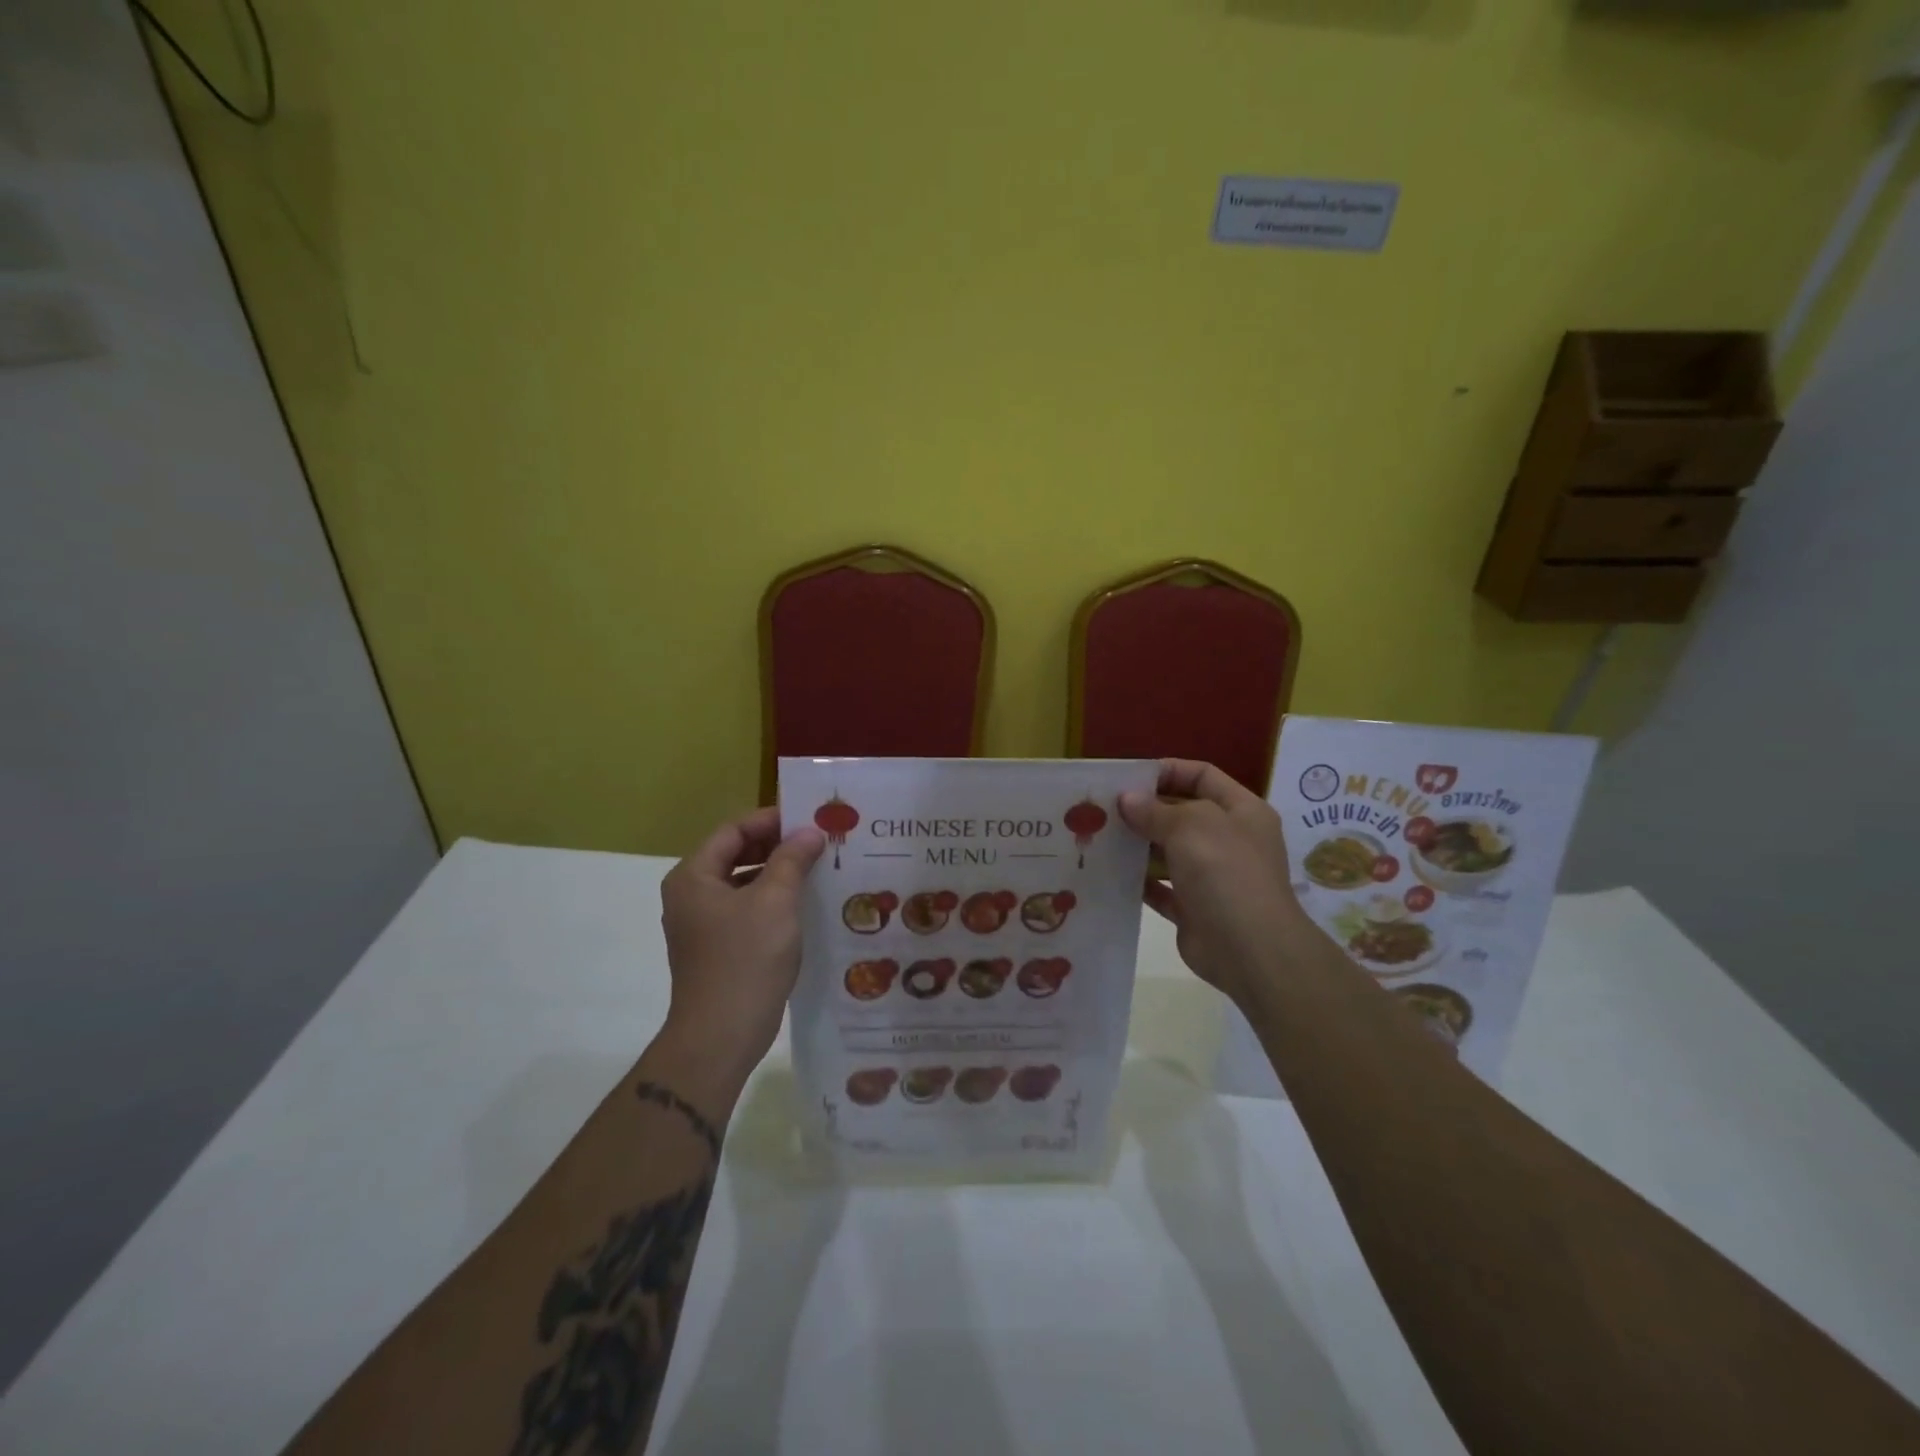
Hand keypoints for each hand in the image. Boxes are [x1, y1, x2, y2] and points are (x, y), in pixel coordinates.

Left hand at [659, 807, 825, 1072]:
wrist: (720, 1037)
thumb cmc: (745, 960)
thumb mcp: (775, 902)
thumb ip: (792, 859)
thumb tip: (809, 833)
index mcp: (694, 876)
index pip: (733, 831)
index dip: (771, 820)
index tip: (810, 819)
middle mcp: (691, 895)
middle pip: (736, 854)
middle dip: (777, 846)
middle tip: (819, 841)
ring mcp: (702, 924)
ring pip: (744, 883)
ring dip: (779, 873)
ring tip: (819, 868)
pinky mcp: (717, 948)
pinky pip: (747, 909)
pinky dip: (773, 900)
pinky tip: (805, 904)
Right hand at [1119, 759, 1314, 1004]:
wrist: (1249, 949)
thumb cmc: (1225, 872)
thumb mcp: (1191, 825)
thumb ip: (1155, 810)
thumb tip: (1127, 799)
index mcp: (1242, 811)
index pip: (1203, 776)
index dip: (1168, 771)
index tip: (1129, 777)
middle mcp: (1230, 840)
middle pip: (1183, 814)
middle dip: (1146, 809)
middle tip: (1104, 808)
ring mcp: (1213, 877)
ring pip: (1170, 852)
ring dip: (1139, 845)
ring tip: (1100, 837)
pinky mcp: (1194, 909)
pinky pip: (1162, 888)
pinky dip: (1140, 881)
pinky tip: (1111, 872)